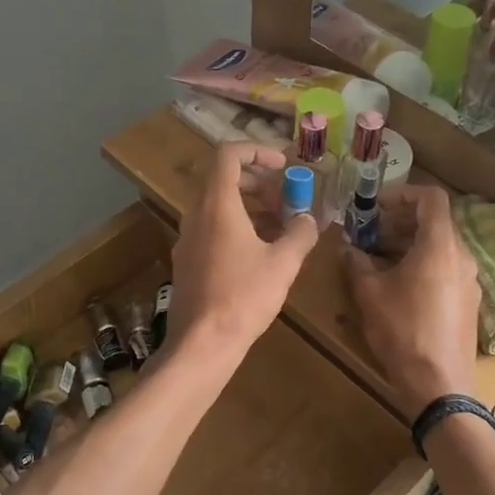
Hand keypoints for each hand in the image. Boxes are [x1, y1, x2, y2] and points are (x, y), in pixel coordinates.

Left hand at [170, 142, 317, 358]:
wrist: (202, 343)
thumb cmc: (244, 296)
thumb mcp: (283, 263)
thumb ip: (300, 233)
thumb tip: (307, 219)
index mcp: (217, 206)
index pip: (228, 155)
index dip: (257, 151)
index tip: (283, 165)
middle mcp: (196, 216)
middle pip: (225, 181)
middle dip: (260, 185)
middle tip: (288, 203)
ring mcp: (187, 240)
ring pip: (219, 209)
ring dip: (252, 210)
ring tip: (281, 231)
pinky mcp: (186, 263)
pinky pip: (212, 231)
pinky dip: (238, 230)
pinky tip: (260, 256)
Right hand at [342, 184, 480, 408]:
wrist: (439, 385)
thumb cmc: (403, 331)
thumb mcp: (369, 294)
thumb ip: (357, 263)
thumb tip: (348, 248)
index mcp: (440, 245)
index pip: (431, 197)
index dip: (402, 193)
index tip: (375, 205)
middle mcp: (462, 256)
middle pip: (434, 222)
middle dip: (399, 221)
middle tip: (369, 232)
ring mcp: (469, 281)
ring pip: (439, 247)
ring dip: (408, 244)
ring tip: (377, 259)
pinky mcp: (468, 302)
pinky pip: (445, 269)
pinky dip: (422, 264)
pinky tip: (397, 286)